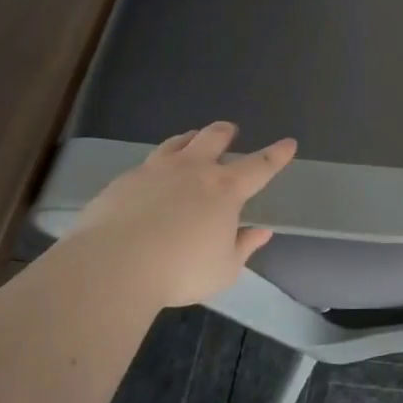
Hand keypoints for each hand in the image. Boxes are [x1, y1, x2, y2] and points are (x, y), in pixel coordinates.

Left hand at [68, 123, 296, 308]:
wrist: (114, 265)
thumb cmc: (180, 271)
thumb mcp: (223, 270)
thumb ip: (243, 247)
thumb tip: (261, 232)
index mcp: (225, 190)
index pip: (259, 166)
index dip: (276, 154)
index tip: (289, 143)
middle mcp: (193, 170)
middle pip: (213, 138)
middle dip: (225, 132)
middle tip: (230, 131)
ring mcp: (156, 170)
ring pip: (177, 142)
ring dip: (189, 139)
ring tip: (191, 140)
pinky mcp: (124, 180)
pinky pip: (146, 164)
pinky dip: (157, 165)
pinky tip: (150, 178)